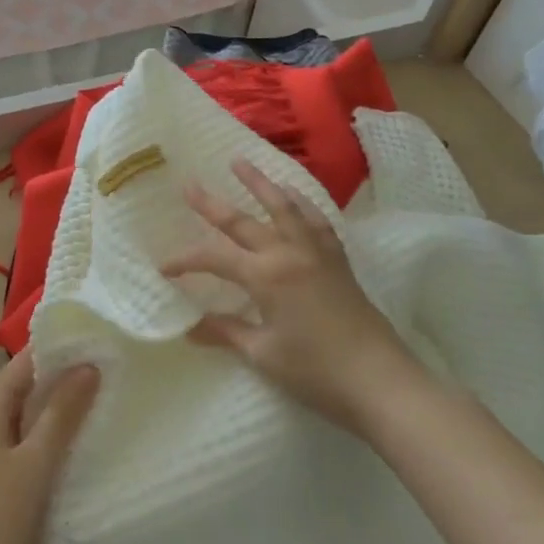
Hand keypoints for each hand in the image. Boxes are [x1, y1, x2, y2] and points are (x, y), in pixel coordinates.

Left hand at [0, 349, 98, 543]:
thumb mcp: (37, 463)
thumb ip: (62, 413)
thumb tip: (87, 365)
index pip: (22, 363)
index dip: (56, 349)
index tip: (95, 342)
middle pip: (20, 386)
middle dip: (59, 377)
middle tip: (104, 371)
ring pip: (20, 415)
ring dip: (52, 407)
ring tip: (95, 402)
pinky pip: (17, 440)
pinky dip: (42, 433)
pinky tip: (69, 446)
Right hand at [160, 158, 423, 435]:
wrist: (380, 381)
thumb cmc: (316, 371)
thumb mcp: (263, 354)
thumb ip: (226, 332)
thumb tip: (190, 328)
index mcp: (266, 276)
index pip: (214, 258)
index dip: (185, 260)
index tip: (163, 267)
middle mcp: (289, 253)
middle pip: (243, 221)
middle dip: (212, 204)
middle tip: (189, 185)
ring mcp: (317, 253)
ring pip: (284, 207)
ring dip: (260, 184)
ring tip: (241, 162)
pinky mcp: (337, 260)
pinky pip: (316, 220)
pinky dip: (301, 203)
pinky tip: (294, 196)